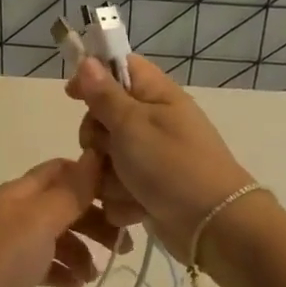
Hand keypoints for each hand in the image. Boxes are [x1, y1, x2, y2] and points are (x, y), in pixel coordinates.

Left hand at [0, 154, 116, 286]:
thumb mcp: (40, 221)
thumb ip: (70, 192)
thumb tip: (95, 154)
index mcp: (24, 191)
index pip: (64, 170)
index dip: (93, 178)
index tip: (124, 200)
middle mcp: (18, 211)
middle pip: (65, 205)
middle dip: (95, 221)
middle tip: (123, 246)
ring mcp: (11, 242)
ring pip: (56, 237)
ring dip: (81, 251)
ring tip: (95, 275)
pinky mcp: (8, 272)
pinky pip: (43, 264)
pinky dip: (62, 271)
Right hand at [65, 55, 254, 259]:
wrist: (212, 226)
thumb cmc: (172, 165)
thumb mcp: (132, 124)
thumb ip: (104, 95)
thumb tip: (88, 61)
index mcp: (155, 96)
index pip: (120, 67)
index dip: (93, 76)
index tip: (72, 94)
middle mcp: (153, 122)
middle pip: (103, 117)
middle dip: (97, 139)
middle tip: (106, 150)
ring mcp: (150, 158)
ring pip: (106, 157)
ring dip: (109, 175)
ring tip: (127, 186)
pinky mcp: (147, 189)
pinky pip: (116, 187)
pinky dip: (122, 198)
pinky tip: (136, 206)